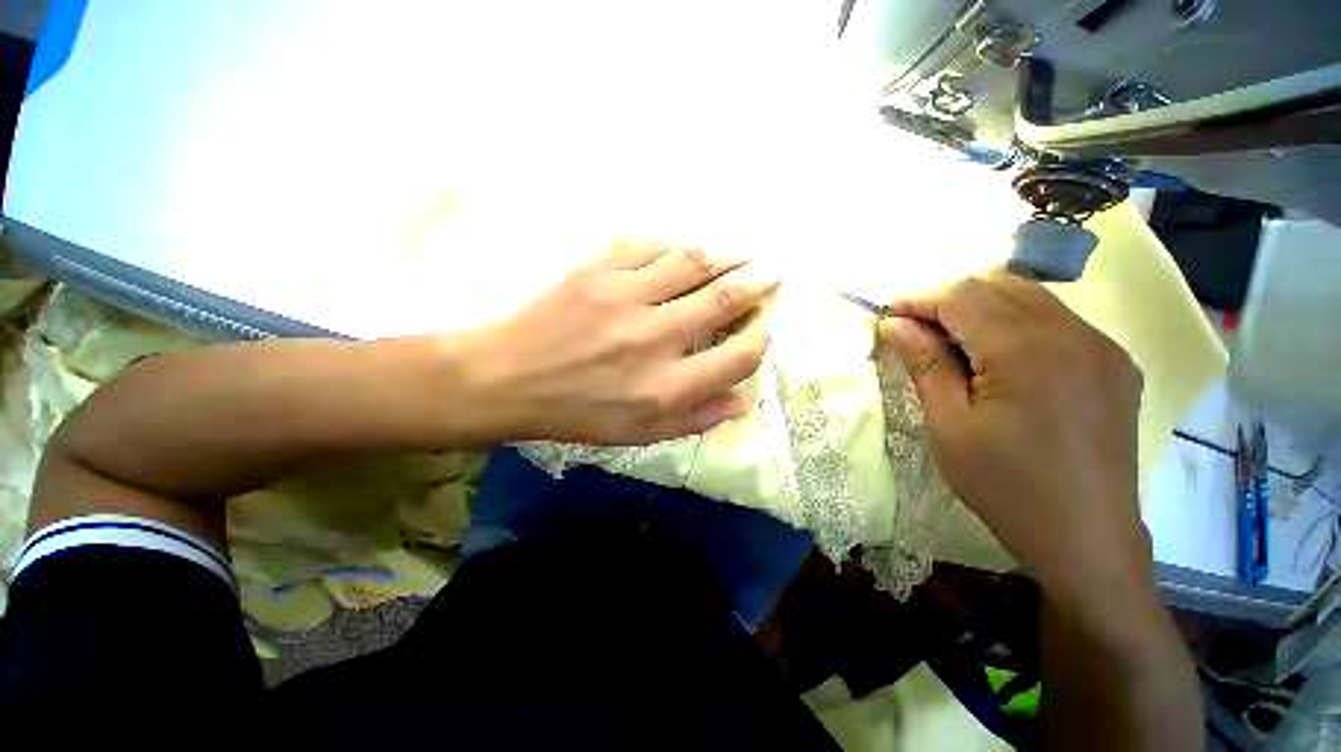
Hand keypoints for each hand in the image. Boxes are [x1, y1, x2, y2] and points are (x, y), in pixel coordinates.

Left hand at [465, 239, 775, 444]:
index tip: (760, 328)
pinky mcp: (598, 270)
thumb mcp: (641, 434)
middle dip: (756, 285)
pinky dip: (675, 248)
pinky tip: (683, 255)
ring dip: (724, 258)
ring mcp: (625, 297)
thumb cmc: (578, 413)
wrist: (509, 379)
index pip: (738, 356)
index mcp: (667, 387)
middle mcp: (654, 338)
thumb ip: (697, 419)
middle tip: (767, 278)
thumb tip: (743, 401)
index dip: (760, 338)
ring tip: (738, 257)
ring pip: (692, 262)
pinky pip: (650, 246)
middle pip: (724, 299)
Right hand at [878, 269, 1149, 600]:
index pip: (962, 296)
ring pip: (1030, 296)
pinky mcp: (1115, 363)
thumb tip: (894, 324)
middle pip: (998, 284)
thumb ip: (924, 363)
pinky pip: (1058, 320)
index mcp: (1026, 351)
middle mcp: (1073, 333)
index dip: (919, 299)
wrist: (1086, 538)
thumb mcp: (948, 424)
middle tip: (917, 330)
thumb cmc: (1004, 485)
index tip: (889, 316)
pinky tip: (1001, 359)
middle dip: (948, 298)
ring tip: (953, 342)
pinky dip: (1017, 323)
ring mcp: (1102, 346)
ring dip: (982, 307)